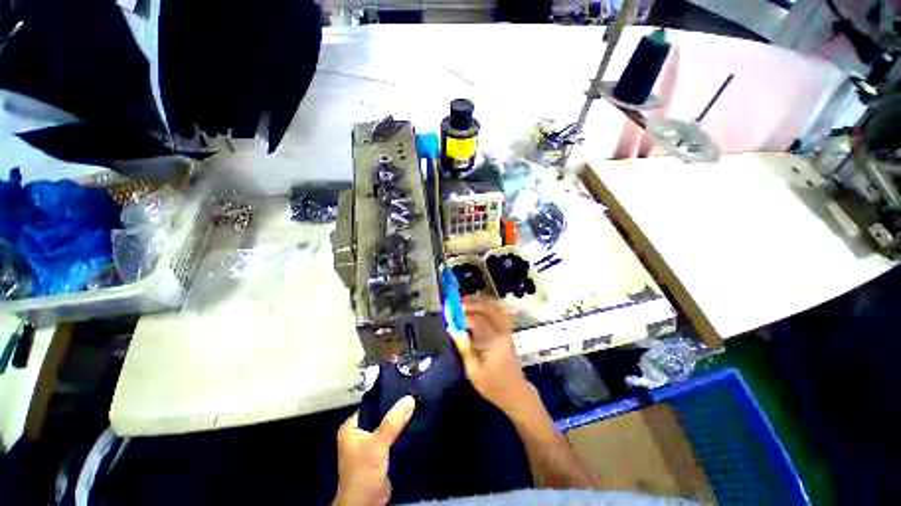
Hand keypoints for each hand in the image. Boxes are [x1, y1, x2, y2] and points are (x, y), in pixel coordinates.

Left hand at [333, 396, 415, 505]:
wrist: (365, 505)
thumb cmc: (363, 473)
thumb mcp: (377, 445)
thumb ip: (392, 423)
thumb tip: (409, 398)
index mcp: (351, 427)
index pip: (371, 404)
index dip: (387, 396)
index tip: (405, 388)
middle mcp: (359, 433)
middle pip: (380, 414)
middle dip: (395, 408)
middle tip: (413, 396)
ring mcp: (369, 444)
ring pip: (387, 425)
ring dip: (399, 420)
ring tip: (416, 406)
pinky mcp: (379, 453)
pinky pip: (391, 436)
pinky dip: (400, 432)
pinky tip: (413, 424)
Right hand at [451, 299, 534, 413]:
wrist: (515, 392)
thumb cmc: (492, 385)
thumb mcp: (473, 371)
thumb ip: (463, 348)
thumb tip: (454, 329)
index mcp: (494, 342)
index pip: (477, 320)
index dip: (463, 316)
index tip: (451, 316)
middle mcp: (502, 332)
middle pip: (488, 308)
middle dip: (472, 303)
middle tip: (457, 304)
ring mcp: (507, 330)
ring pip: (496, 307)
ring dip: (481, 302)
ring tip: (467, 302)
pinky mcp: (508, 331)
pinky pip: (500, 311)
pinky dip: (489, 306)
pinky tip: (480, 307)